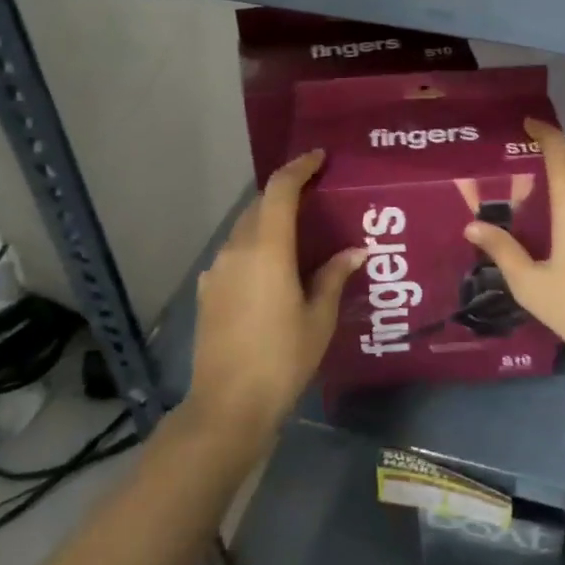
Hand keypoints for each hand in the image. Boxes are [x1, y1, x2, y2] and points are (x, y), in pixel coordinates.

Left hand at [185, 150, 364, 440]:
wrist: (228, 406)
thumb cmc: (283, 358)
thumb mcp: (319, 317)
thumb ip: (334, 276)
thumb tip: (356, 251)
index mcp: (267, 249)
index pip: (280, 189)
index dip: (299, 167)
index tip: (319, 158)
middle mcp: (236, 250)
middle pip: (259, 205)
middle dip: (285, 193)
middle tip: (316, 196)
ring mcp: (217, 271)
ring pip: (244, 230)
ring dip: (269, 221)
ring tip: (299, 233)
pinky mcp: (208, 292)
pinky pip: (234, 254)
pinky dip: (255, 247)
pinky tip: (273, 270)